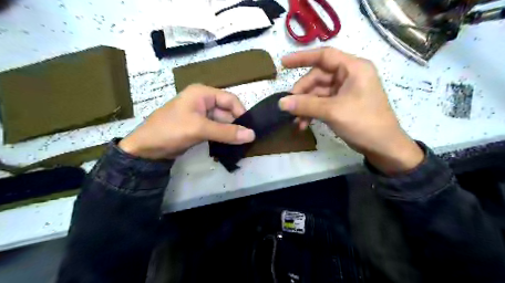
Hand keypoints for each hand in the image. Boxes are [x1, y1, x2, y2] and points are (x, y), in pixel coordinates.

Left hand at [120, 84, 256, 158]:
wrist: (146, 149)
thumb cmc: (171, 130)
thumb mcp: (199, 129)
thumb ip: (226, 132)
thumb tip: (252, 135)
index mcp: (203, 93)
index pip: (230, 99)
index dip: (241, 112)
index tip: (250, 129)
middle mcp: (203, 101)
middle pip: (227, 111)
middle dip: (236, 125)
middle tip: (248, 140)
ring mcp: (201, 115)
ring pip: (223, 122)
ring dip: (231, 133)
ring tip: (242, 144)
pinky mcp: (199, 128)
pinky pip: (216, 130)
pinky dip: (223, 137)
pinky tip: (231, 146)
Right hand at [280, 47, 422, 173]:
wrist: (384, 147)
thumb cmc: (363, 123)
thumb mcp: (332, 112)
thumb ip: (305, 105)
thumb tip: (281, 103)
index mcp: (353, 68)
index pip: (324, 56)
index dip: (302, 58)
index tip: (283, 64)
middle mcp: (349, 75)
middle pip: (318, 77)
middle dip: (302, 93)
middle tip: (289, 107)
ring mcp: (345, 91)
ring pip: (318, 92)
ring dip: (305, 106)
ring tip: (296, 121)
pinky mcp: (342, 104)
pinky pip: (322, 103)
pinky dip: (312, 112)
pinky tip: (304, 124)